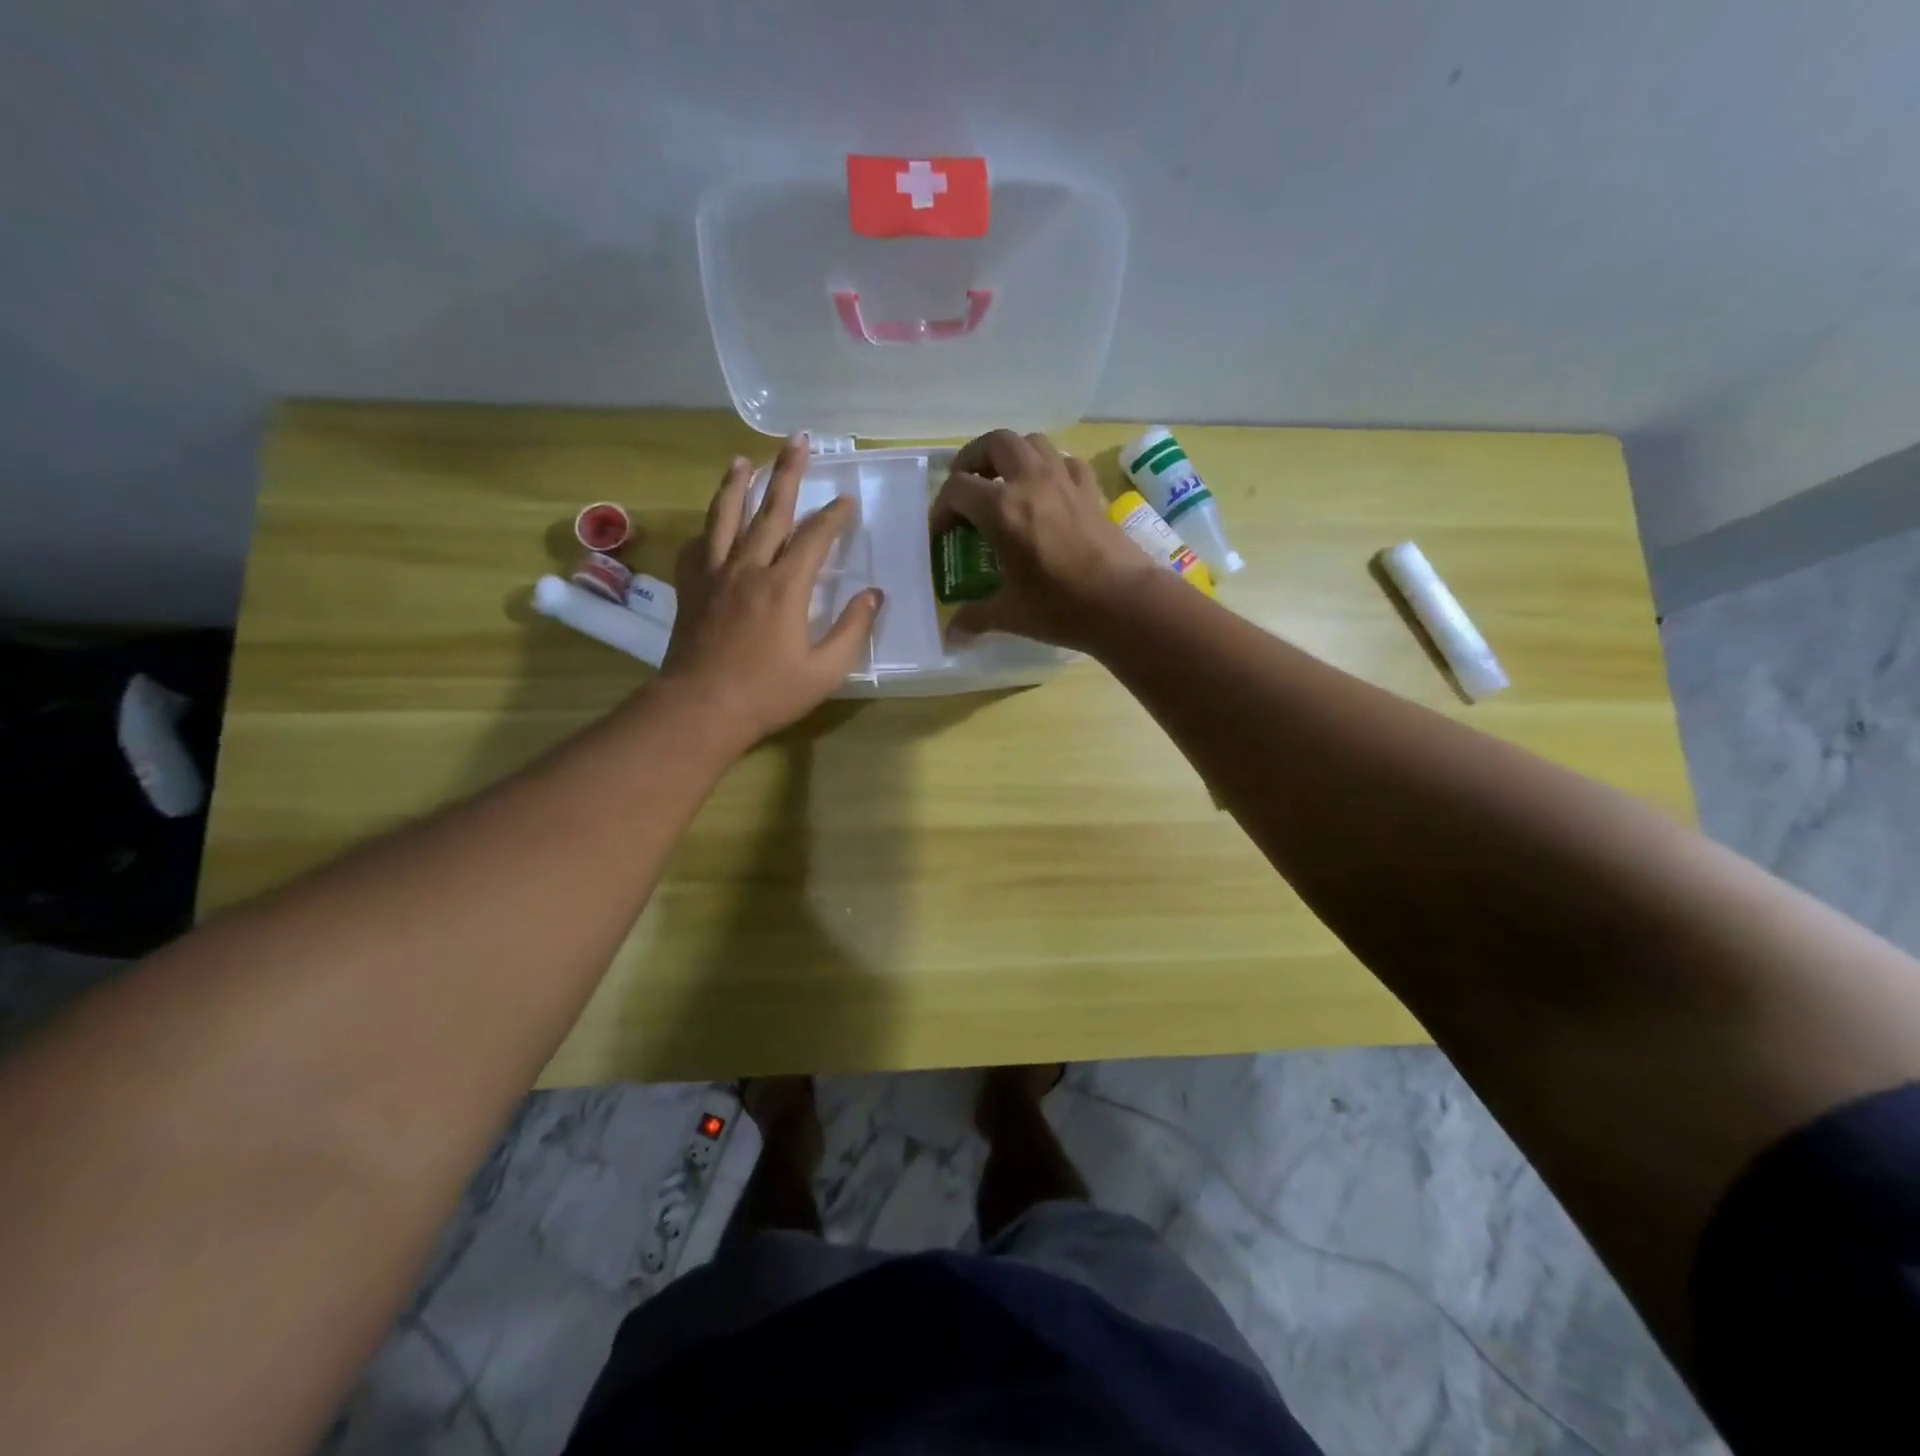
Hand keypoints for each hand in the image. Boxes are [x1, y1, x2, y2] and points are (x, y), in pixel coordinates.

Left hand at [660, 434, 881, 743]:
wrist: (701, 708)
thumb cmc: (768, 693)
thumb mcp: (825, 671)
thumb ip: (852, 630)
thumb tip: (874, 595)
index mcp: (785, 587)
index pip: (815, 538)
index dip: (834, 516)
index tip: (847, 500)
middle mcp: (749, 568)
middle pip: (771, 511)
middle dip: (788, 473)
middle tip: (798, 441)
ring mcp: (715, 575)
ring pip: (726, 518)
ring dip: (737, 485)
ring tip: (743, 459)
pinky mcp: (691, 588)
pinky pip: (698, 547)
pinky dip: (707, 528)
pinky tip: (711, 522)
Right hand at [929, 430, 1154, 648]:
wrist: (1123, 602)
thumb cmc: (1060, 607)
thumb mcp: (1010, 615)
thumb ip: (975, 617)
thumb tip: (952, 634)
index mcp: (1002, 509)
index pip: (957, 488)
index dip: (941, 508)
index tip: (941, 532)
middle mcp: (1030, 482)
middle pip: (995, 443)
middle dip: (973, 459)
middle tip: (967, 485)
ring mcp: (1065, 481)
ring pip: (1032, 443)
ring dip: (1012, 455)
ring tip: (1004, 483)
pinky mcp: (1091, 491)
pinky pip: (1066, 462)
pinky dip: (1050, 468)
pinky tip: (1048, 492)